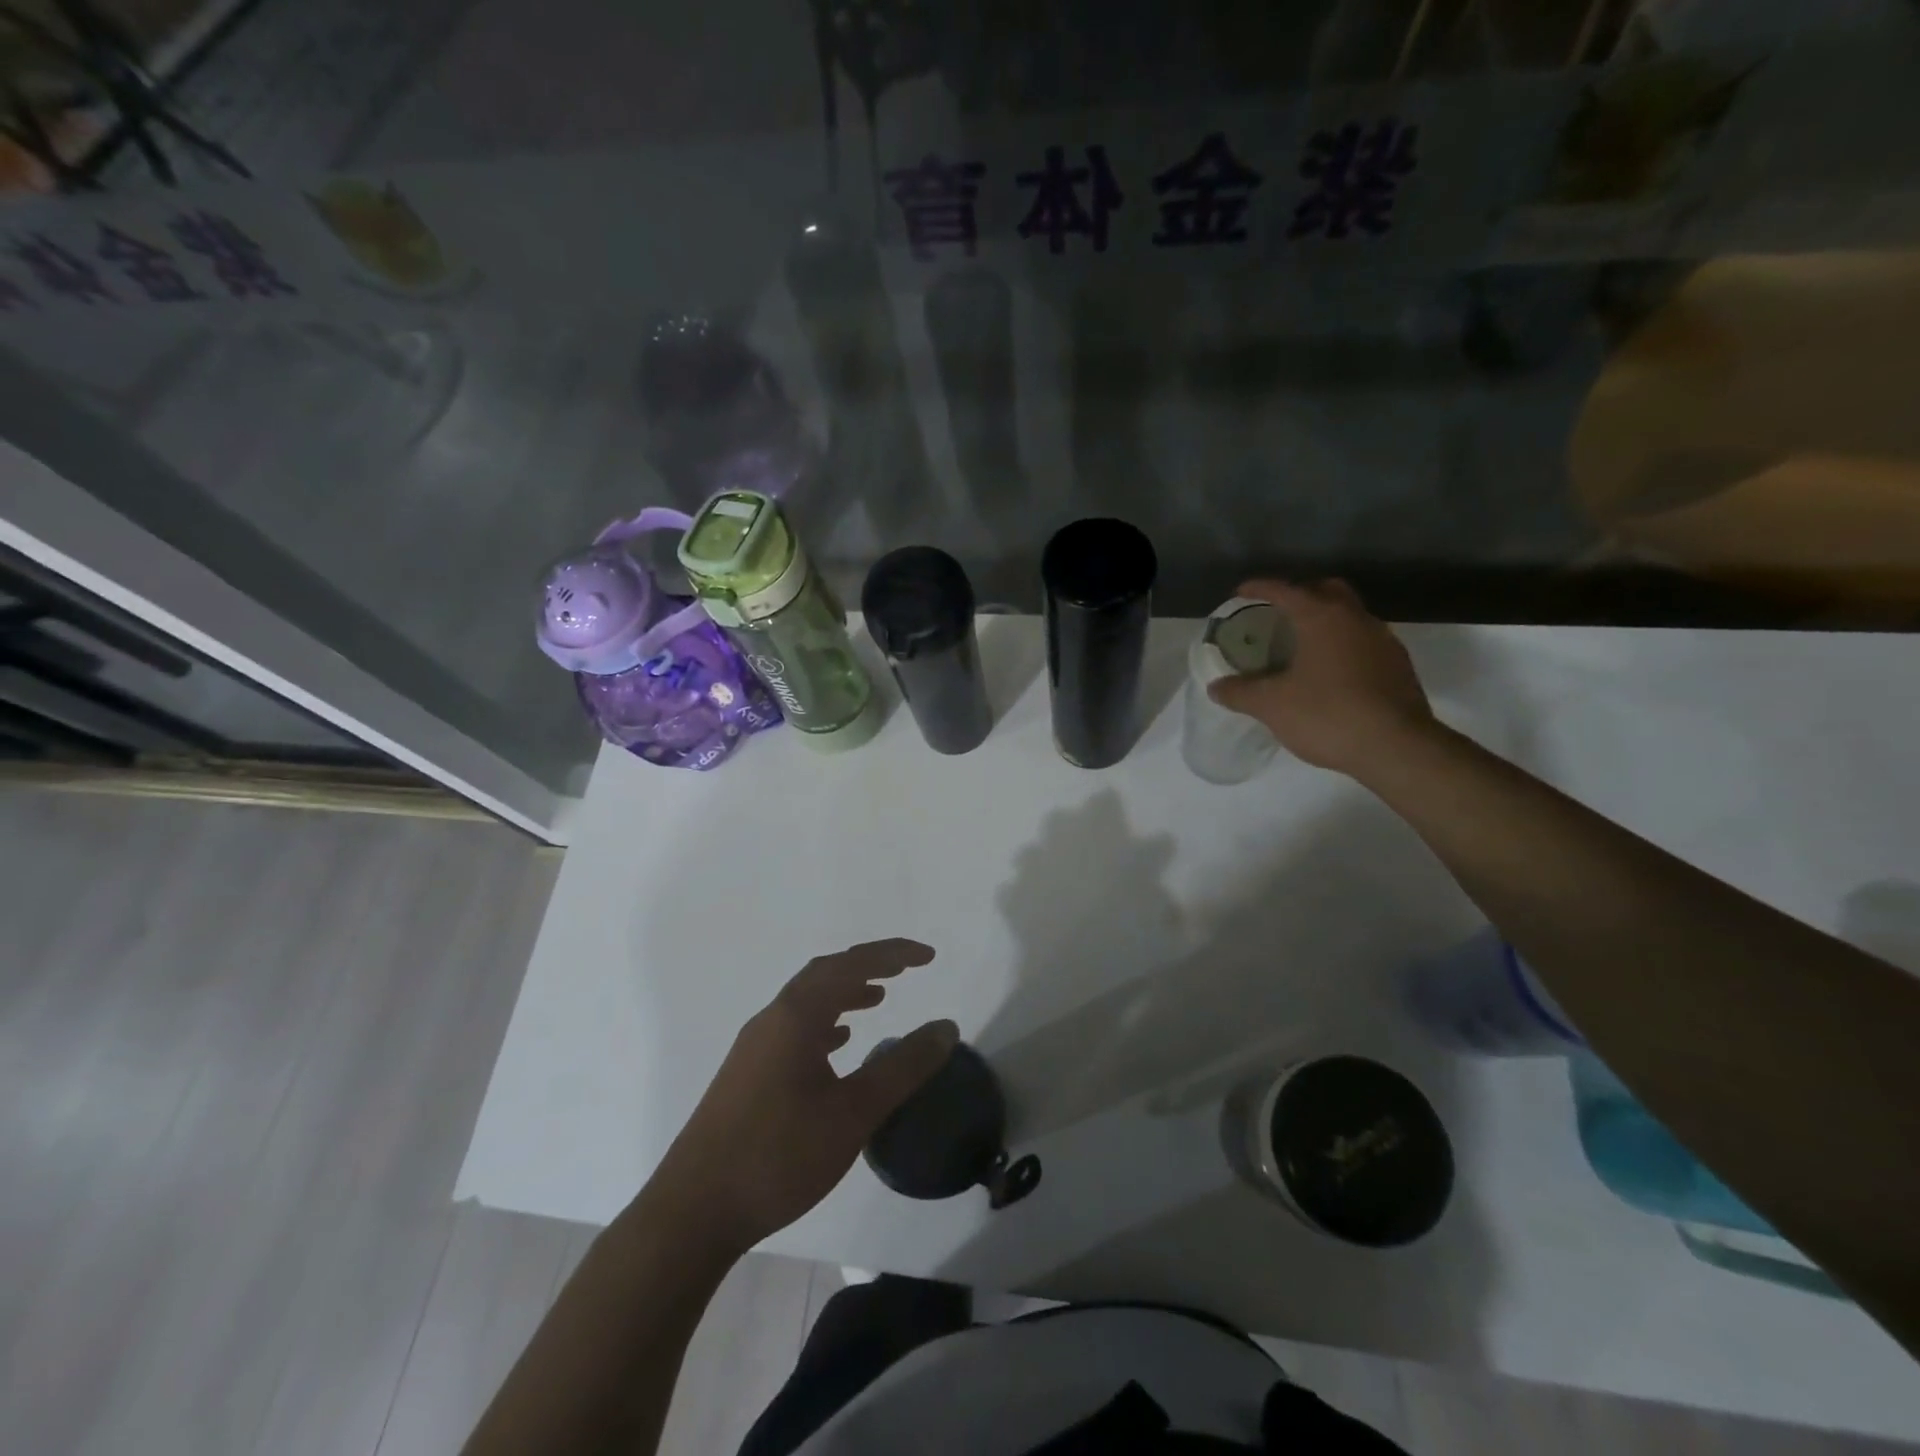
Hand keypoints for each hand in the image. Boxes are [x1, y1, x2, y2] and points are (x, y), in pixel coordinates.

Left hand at [650, 939, 956, 1255]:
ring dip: (844, 992)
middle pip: (825, 974)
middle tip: (905, 969)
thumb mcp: (853, 1114)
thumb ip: (902, 1068)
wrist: (693, 1212)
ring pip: (806, 1002)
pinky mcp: (746, 1073)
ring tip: (877, 1000)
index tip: (928, 957)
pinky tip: (837, 1046)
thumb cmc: (778, 1156)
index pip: (850, 965)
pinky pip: (792, 1029)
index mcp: (795, 1017)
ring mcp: (754, 1047)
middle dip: (868, 965)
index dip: (892, 954)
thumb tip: (945, 1027)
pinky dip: (823, 1023)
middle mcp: (772, 1019)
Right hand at [1208, 578, 1435, 777]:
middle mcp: (1356, 619)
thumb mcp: (1272, 705)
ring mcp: (1383, 640)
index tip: (1241, 592)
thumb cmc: (1328, 715)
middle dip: (1301, 594)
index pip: (1286, 590)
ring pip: (1349, 616)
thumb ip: (1240, 692)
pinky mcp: (1398, 666)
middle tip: (1278, 613)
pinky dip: (1342, 646)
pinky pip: (1363, 642)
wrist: (1397, 747)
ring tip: (1301, 645)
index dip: (1260, 588)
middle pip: (1326, 590)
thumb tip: (1216, 687)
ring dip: (1325, 621)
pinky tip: (1329, 673)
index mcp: (1322, 618)